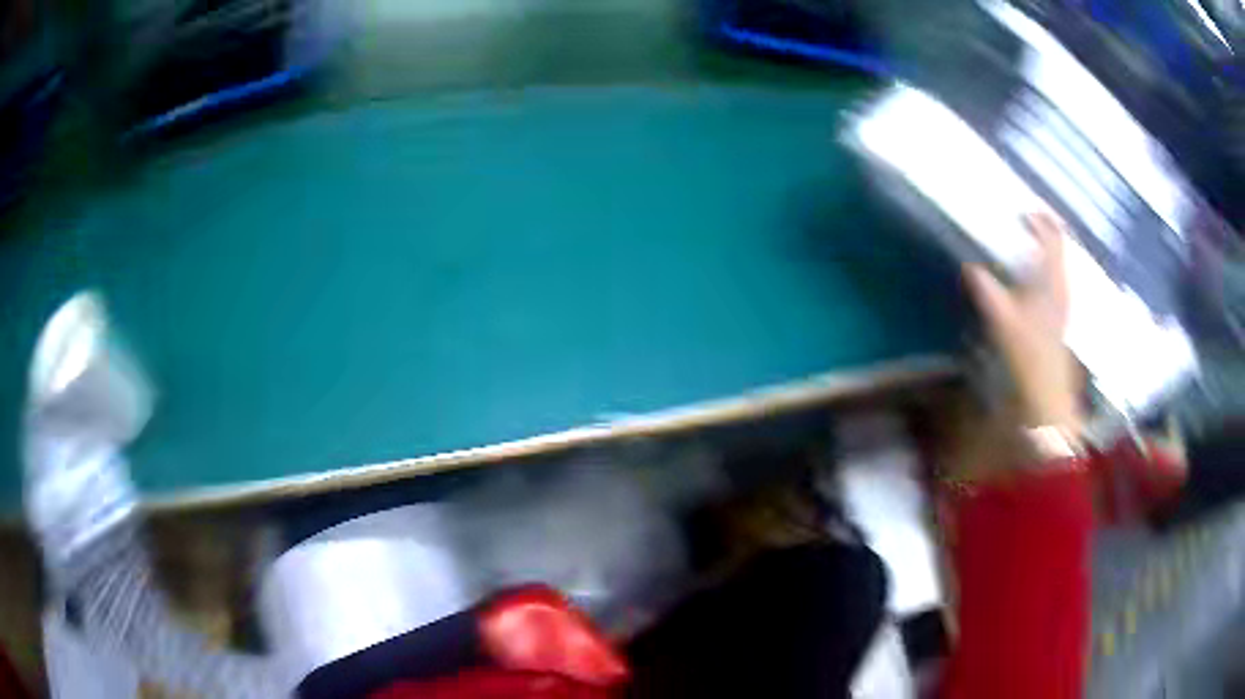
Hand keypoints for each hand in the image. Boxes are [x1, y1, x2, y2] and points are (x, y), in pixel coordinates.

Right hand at [964, 213, 1082, 431]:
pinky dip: (1046, 265)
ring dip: (1046, 247)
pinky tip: (1033, 274)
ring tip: (1029, 239)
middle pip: (1059, 246)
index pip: (1052, 237)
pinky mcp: (1060, 314)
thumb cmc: (1028, 353)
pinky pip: (1056, 277)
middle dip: (1045, 229)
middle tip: (1026, 219)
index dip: (1041, 219)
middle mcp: (1062, 285)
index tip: (1024, 209)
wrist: (1047, 391)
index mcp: (1052, 279)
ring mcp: (1063, 300)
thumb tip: (969, 267)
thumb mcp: (1003, 320)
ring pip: (1059, 262)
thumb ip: (987, 291)